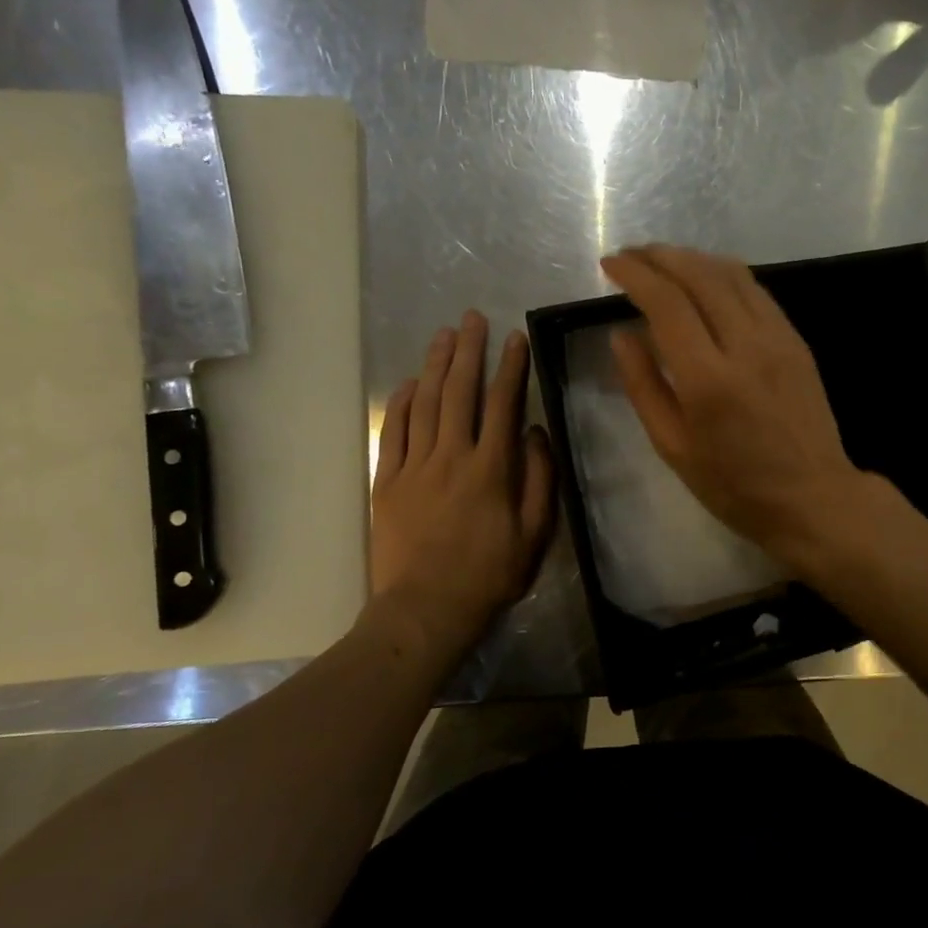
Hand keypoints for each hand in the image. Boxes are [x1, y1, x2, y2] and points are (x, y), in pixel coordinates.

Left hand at [371, 312, 554, 645]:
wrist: (426, 610)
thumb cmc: (490, 575)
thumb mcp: (535, 534)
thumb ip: (540, 479)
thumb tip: (537, 433)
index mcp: (492, 468)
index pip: (503, 405)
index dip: (510, 368)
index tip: (514, 338)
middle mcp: (452, 457)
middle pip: (460, 392)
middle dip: (468, 351)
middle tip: (472, 317)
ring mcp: (414, 467)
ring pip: (425, 404)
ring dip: (435, 366)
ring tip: (444, 335)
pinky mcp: (387, 482)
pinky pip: (393, 432)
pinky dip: (401, 403)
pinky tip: (409, 383)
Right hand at [600, 244, 876, 568]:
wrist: (813, 496)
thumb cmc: (734, 485)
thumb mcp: (673, 447)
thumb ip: (643, 386)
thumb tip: (621, 334)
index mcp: (708, 379)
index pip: (667, 303)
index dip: (635, 274)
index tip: (610, 264)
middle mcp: (746, 345)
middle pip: (699, 275)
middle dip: (660, 255)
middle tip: (631, 255)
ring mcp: (778, 338)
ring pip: (732, 274)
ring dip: (692, 258)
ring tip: (663, 259)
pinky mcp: (796, 340)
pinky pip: (756, 291)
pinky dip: (724, 273)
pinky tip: (707, 278)